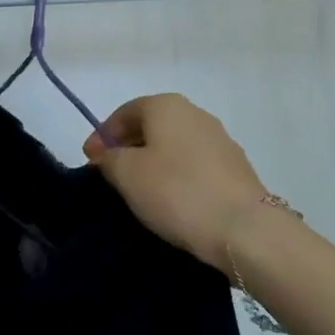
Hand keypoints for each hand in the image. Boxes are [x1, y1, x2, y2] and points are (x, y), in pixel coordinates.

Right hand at [84, 94, 271, 268]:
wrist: (245, 229)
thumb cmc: (177, 192)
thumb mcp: (127, 174)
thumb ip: (109, 158)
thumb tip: (108, 154)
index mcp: (166, 105)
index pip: (125, 112)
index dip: (102, 134)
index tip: (89, 161)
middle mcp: (195, 113)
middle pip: (151, 125)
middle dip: (127, 146)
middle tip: (110, 174)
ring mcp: (220, 140)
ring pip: (174, 145)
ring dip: (153, 161)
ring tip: (138, 189)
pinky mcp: (235, 168)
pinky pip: (194, 164)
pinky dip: (176, 175)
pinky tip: (170, 198)